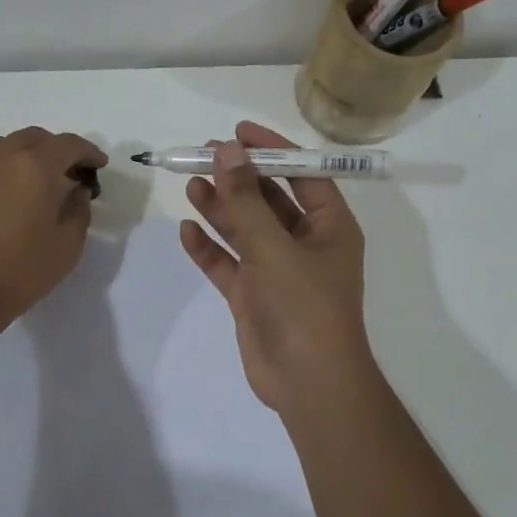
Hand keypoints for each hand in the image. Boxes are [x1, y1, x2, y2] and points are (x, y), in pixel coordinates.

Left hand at [0, 127, 107, 332]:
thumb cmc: (20, 271)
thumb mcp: (68, 246)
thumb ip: (79, 209)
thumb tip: (76, 190)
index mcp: (36, 167)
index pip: (69, 144)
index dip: (88, 152)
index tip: (98, 165)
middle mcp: (1, 156)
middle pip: (34, 137)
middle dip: (55, 149)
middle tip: (67, 172)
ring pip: (1, 147)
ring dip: (22, 156)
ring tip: (29, 182)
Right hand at [180, 122, 378, 417]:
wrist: (308, 385)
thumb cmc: (304, 306)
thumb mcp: (274, 246)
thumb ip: (246, 199)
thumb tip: (227, 150)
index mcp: (329, 226)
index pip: (303, 174)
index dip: (272, 149)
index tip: (238, 132)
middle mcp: (305, 243)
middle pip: (269, 199)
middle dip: (238, 178)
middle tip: (203, 155)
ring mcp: (277, 271)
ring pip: (245, 229)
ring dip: (220, 208)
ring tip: (190, 184)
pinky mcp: (254, 296)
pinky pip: (229, 264)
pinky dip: (210, 248)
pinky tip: (187, 231)